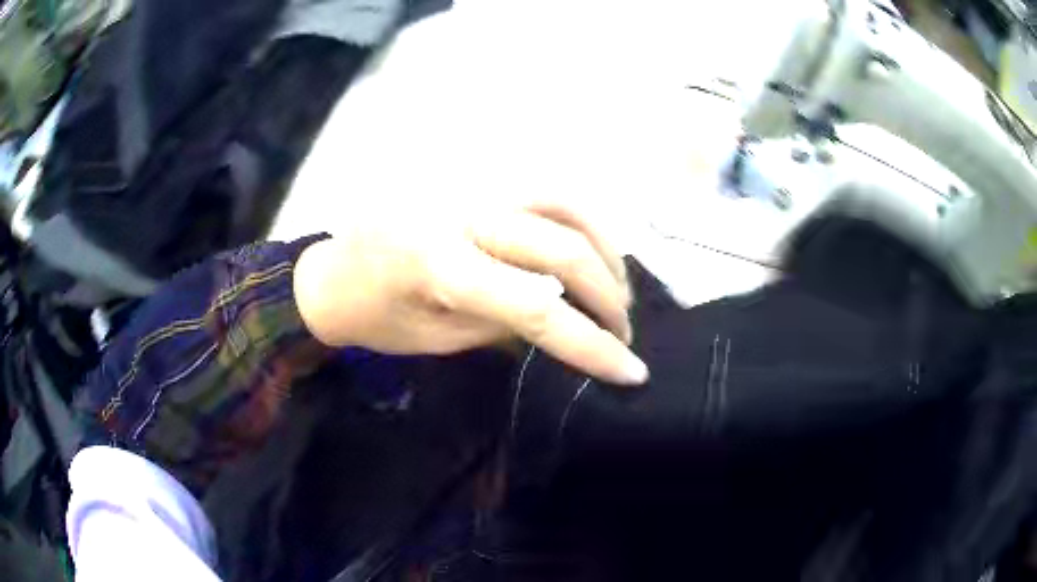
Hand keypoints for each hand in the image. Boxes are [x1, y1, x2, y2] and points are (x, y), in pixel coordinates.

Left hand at [293, 203, 647, 384]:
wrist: (330, 274)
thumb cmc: (374, 319)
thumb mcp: (439, 339)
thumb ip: (506, 323)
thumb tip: (570, 318)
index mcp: (438, 264)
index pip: (538, 308)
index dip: (593, 345)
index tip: (633, 372)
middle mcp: (457, 210)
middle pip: (561, 247)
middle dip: (607, 297)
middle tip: (623, 330)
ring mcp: (465, 180)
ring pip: (563, 199)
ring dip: (604, 246)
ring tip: (616, 285)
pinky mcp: (468, 172)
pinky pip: (539, 185)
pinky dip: (577, 215)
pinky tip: (587, 243)